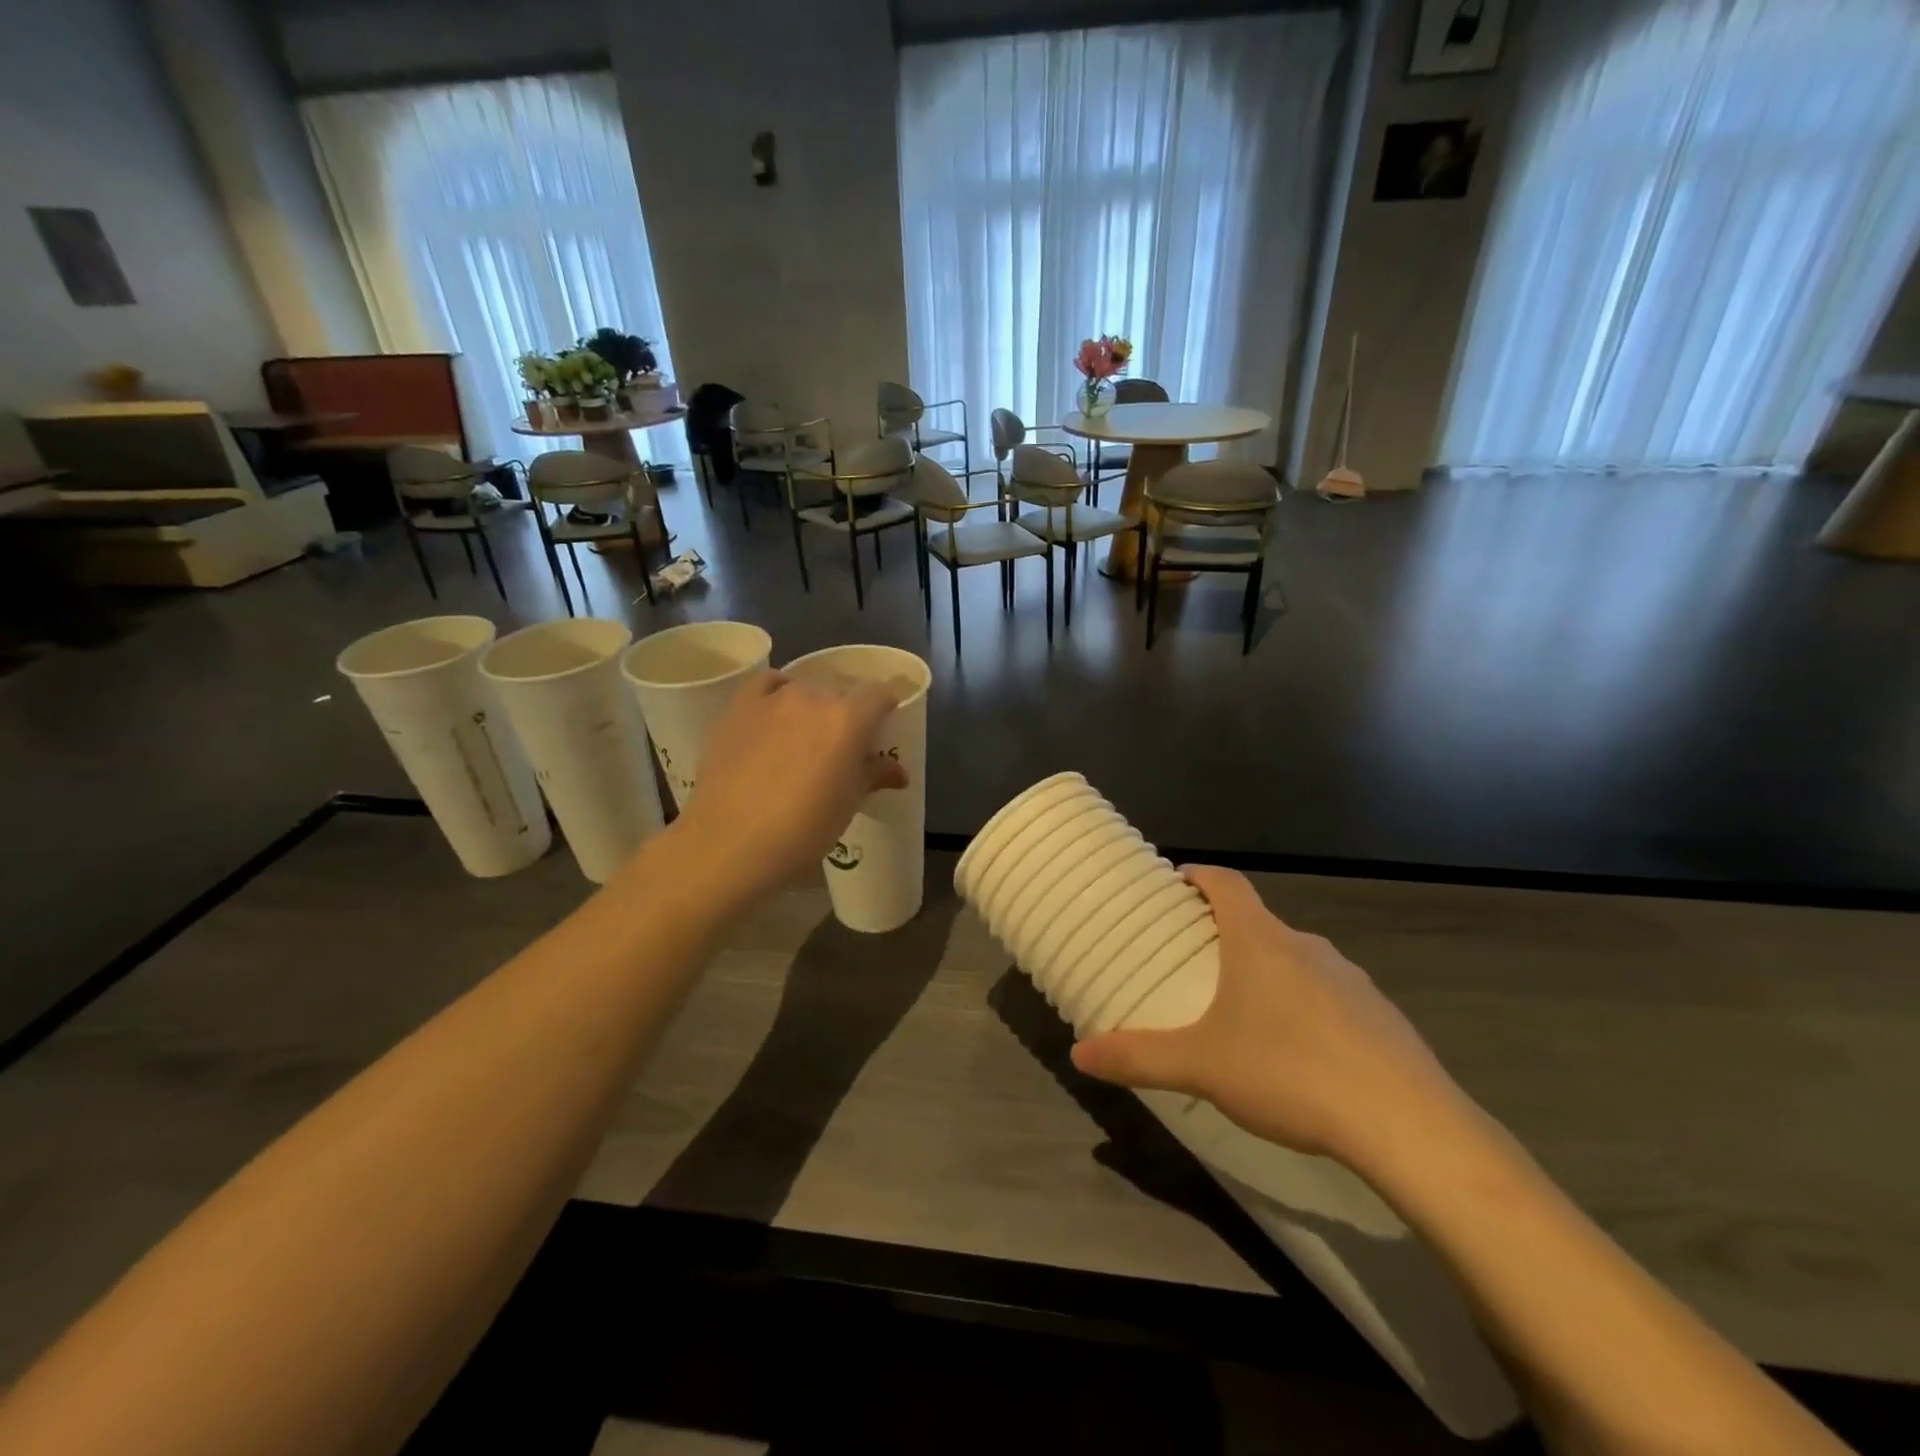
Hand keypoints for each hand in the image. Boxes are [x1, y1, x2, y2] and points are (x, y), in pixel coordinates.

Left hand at [668, 669, 907, 900]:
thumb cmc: (803, 830)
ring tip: (804, 738)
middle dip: (847, 713)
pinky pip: (766, 685)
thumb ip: (874, 776)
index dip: (885, 709)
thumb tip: (897, 772)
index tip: (882, 729)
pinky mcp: (738, 708)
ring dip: (811, 707)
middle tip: (842, 746)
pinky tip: (774, 716)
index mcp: (849, 719)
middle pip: (840, 692)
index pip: (879, 694)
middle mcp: (813, 697)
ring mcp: (772, 699)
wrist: (731, 843)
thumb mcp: (848, 805)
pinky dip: (776, 693)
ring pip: (804, 689)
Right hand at [1070, 866, 1466, 1172]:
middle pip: (1259, 922)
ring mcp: (1352, 980)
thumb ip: (1138, 1057)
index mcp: (1260, 941)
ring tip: (1245, 1014)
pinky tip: (1300, 1057)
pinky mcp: (1383, 1018)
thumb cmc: (1289, 1072)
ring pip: (1297, 961)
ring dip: (1268, 973)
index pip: (1226, 882)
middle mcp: (1307, 947)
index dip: (1199, 875)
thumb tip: (1079, 1054)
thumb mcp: (1200, 1066)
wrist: (1408, 1125)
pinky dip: (1307, 1009)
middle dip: (1226, 934)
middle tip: (1197, 964)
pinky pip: (1331, 998)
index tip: (1177, 883)